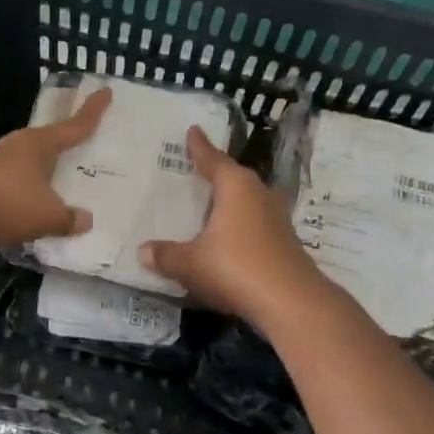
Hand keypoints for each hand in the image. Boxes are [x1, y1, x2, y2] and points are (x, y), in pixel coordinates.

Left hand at [0, 86, 110, 247]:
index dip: (92, 112)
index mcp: (38, 145)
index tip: (105, 91)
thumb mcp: (46, 215)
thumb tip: (85, 219)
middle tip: (81, 152)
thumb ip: (68, 218)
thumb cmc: (4, 201)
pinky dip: (21, 200)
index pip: (73, 125)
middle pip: (47, 145)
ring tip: (57, 193)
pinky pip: (10, 190)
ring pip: (26, 169)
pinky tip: (27, 216)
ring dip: (40, 179)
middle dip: (63, 150)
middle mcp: (16, 148)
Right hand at [140, 124, 325, 328]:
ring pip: (247, 200)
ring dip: (229, 201)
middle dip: (215, 173)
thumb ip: (166, 255)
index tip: (192, 130)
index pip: (212, 159)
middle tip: (195, 169)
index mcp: (235, 186)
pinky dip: (239, 225)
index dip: (199, 147)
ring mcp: (276, 218)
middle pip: (233, 177)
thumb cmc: (235, 268)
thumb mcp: (191, 263)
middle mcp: (258, 193)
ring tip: (209, 203)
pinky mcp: (284, 242)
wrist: (291, 303)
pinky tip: (227, 237)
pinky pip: (254, 223)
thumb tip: (142, 251)